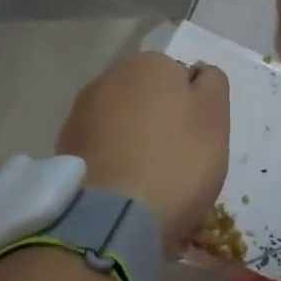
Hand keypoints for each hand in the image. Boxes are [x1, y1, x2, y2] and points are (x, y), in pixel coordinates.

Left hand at [56, 52, 229, 252]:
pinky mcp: (65, 148)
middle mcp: (111, 77)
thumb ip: (213, 84)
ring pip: (123, 125)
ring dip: (136, 144)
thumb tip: (197, 73)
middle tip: (178, 163)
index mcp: (151, 64)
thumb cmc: (177, 160)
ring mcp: (82, 113)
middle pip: (149, 99)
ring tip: (149, 183)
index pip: (182, 79)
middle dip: (161, 123)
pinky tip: (125, 192)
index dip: (194, 110)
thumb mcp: (215, 116)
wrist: (112, 216)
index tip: (199, 140)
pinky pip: (103, 150)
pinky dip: (115, 164)